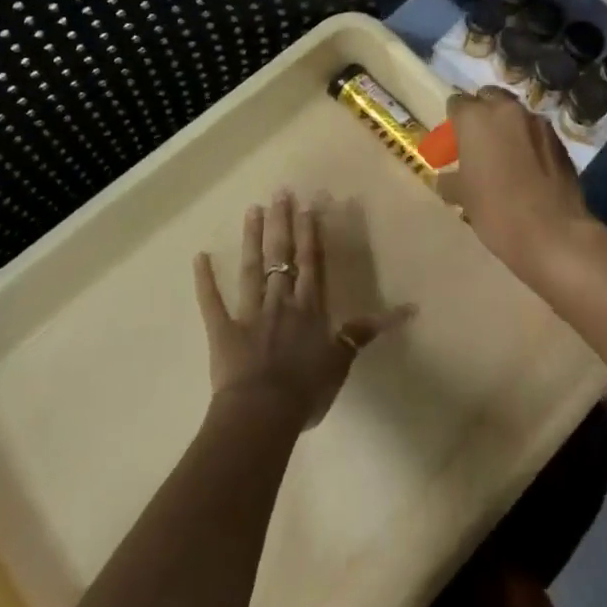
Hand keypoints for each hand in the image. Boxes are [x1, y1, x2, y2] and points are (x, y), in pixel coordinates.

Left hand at [193, 190, 414, 429]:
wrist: (263, 413)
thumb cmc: (306, 389)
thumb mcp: (341, 362)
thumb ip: (362, 333)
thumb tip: (406, 310)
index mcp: (308, 308)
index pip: (311, 263)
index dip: (310, 234)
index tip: (307, 206)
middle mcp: (280, 301)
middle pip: (281, 256)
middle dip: (282, 224)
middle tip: (280, 193)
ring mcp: (250, 312)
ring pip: (251, 268)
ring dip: (252, 238)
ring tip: (252, 210)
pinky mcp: (222, 328)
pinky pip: (212, 301)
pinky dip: (205, 280)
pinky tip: (199, 257)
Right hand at [444, 87, 595, 281]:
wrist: (553, 233)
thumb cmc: (496, 211)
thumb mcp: (463, 197)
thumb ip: (451, 180)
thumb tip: (445, 179)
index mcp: (475, 118)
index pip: (457, 103)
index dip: (454, 120)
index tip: (454, 140)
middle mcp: (506, 110)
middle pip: (489, 98)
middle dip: (482, 113)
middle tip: (479, 143)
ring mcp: (537, 122)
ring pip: (515, 113)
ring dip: (508, 126)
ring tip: (505, 155)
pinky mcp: (560, 140)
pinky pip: (536, 132)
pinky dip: (529, 141)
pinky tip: (528, 167)